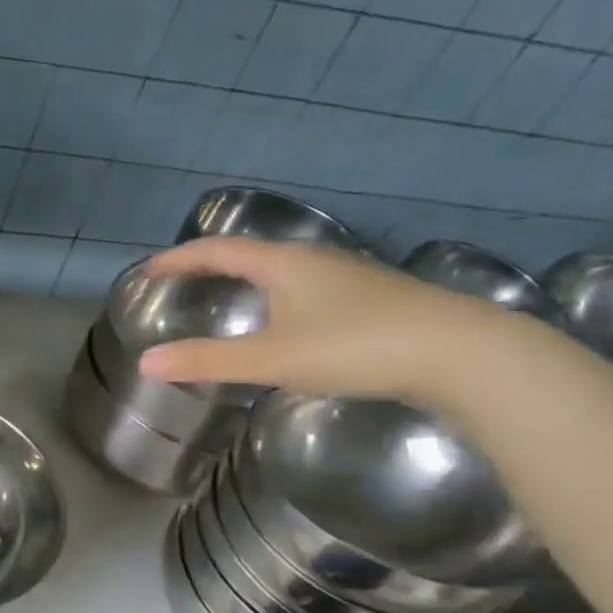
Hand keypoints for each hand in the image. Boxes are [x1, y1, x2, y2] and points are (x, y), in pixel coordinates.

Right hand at [135, 238, 521, 404]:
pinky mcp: (375, 301)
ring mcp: (350, 279)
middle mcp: (315, 261)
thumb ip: (208, 360)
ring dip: (248, 282)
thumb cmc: (358, 346)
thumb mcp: (273, 358)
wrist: (465, 354)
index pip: (218, 250)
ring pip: (284, 272)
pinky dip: (278, 300)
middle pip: (251, 255)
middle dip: (211, 266)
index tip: (148, 271)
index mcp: (284, 263)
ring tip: (228, 300)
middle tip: (183, 283)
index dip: (179, 259)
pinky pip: (308, 291)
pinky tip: (288, 326)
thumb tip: (146, 362)